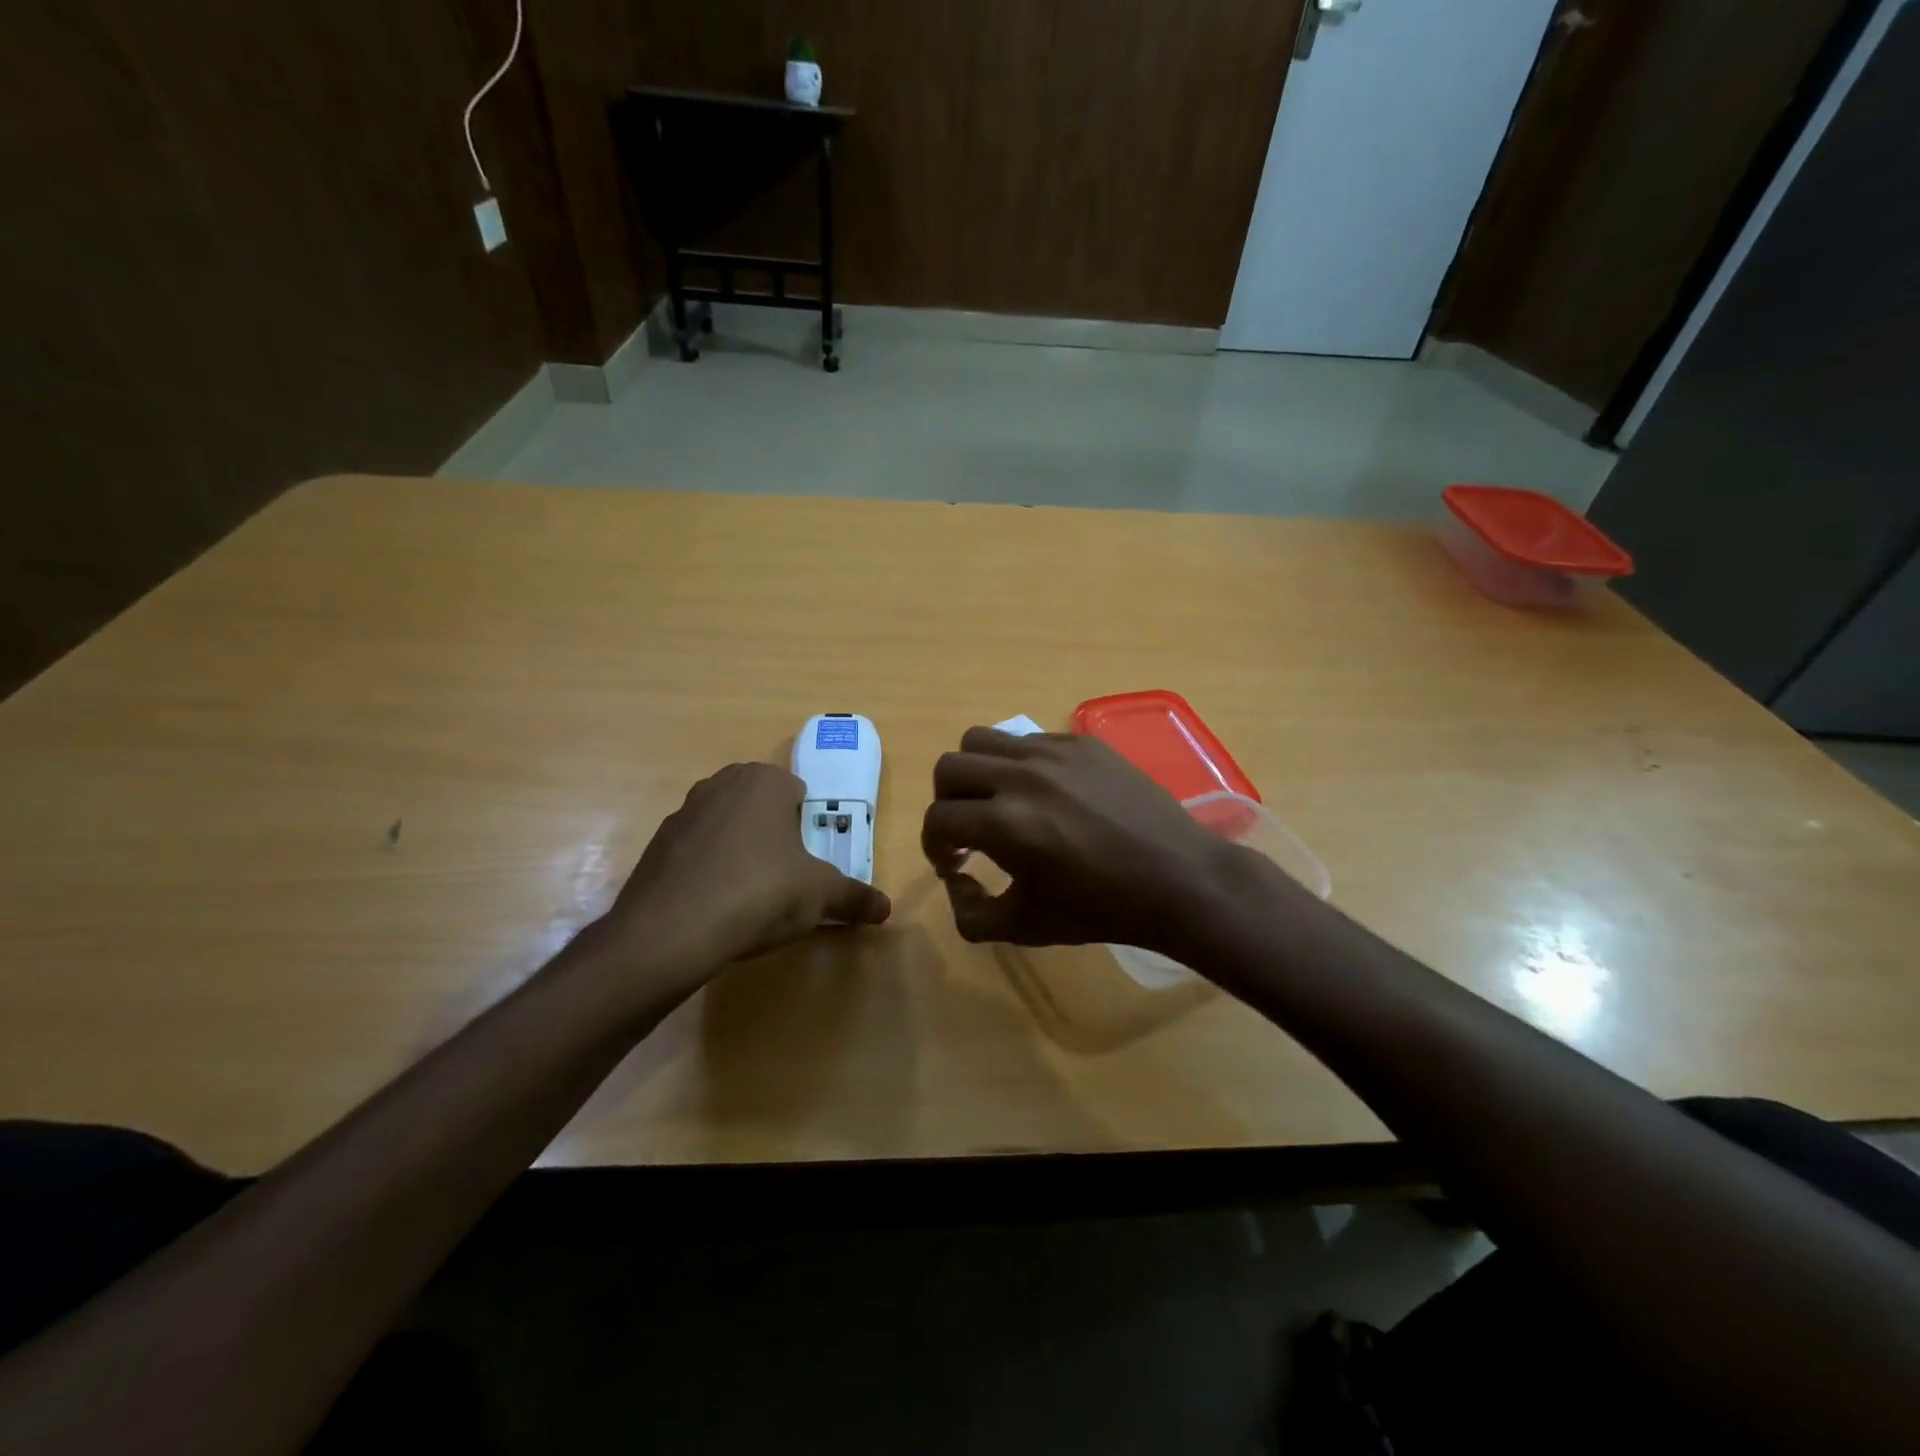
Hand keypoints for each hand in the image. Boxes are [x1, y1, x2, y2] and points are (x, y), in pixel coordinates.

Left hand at [603, 762, 889, 969]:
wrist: (670, 931)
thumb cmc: (759, 892)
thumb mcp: (820, 895)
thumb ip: (855, 897)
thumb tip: (887, 909)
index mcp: (764, 781)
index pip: (797, 791)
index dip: (808, 825)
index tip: (809, 859)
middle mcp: (721, 784)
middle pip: (760, 805)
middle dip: (774, 834)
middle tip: (785, 876)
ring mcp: (682, 812)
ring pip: (726, 826)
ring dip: (739, 850)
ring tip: (749, 895)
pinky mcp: (656, 846)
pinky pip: (695, 852)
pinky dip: (707, 870)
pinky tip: (714, 906)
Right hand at [921, 728, 1241, 954]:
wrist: (1179, 879)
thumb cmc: (1102, 909)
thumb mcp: (1026, 927)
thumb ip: (970, 913)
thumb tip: (955, 880)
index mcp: (1006, 823)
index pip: (938, 819)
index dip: (933, 846)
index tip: (952, 864)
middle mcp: (1022, 776)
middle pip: (949, 767)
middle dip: (946, 802)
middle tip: (968, 830)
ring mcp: (1055, 752)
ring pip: (983, 739)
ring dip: (976, 772)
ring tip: (998, 801)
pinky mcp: (1082, 742)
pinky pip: (1028, 739)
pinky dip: (1018, 764)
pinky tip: (1045, 794)